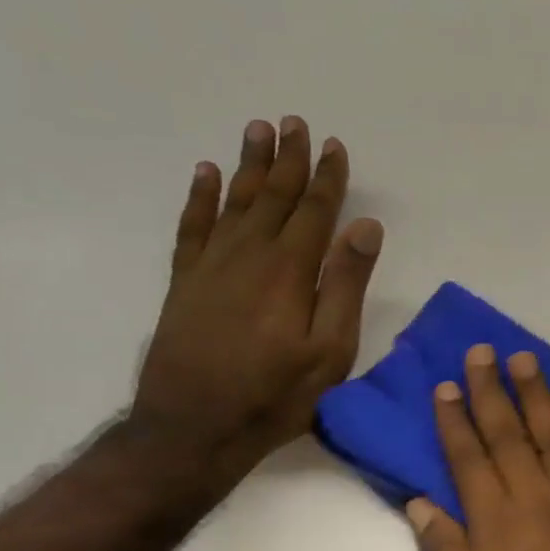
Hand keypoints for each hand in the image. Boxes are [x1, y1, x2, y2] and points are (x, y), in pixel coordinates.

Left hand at [131, 116, 383, 479]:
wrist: (192, 428)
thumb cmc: (276, 394)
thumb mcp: (331, 349)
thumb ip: (346, 285)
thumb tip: (365, 228)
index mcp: (290, 270)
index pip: (315, 211)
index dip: (328, 178)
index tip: (335, 146)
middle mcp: (249, 255)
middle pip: (273, 196)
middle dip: (289, 159)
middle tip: (295, 122)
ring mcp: (211, 265)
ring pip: (234, 201)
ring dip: (248, 164)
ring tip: (258, 130)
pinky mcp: (184, 281)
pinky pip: (192, 225)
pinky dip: (199, 196)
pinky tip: (205, 173)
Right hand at [409, 344, 549, 550]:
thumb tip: (421, 500)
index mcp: (494, 525)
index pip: (468, 458)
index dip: (454, 420)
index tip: (445, 386)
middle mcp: (537, 501)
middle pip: (510, 435)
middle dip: (491, 391)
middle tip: (482, 352)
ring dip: (539, 395)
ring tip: (525, 359)